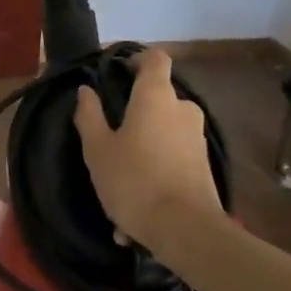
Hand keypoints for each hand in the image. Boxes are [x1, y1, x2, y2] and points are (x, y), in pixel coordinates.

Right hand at [73, 48, 223, 245]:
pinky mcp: (204, 167)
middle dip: (136, 112)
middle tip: (111, 136)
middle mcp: (182, 109)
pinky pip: (172, 160)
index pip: (155, 58)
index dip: (137, 59)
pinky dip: (155, 174)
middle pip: (158, 97)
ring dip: (143, 149)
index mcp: (156, 96)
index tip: (118, 72)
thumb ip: (89, 115)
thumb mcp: (98, 149)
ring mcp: (197, 139)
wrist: (187, 231)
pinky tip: (134, 214)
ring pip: (163, 133)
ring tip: (119, 183)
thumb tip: (86, 90)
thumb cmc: (135, 180)